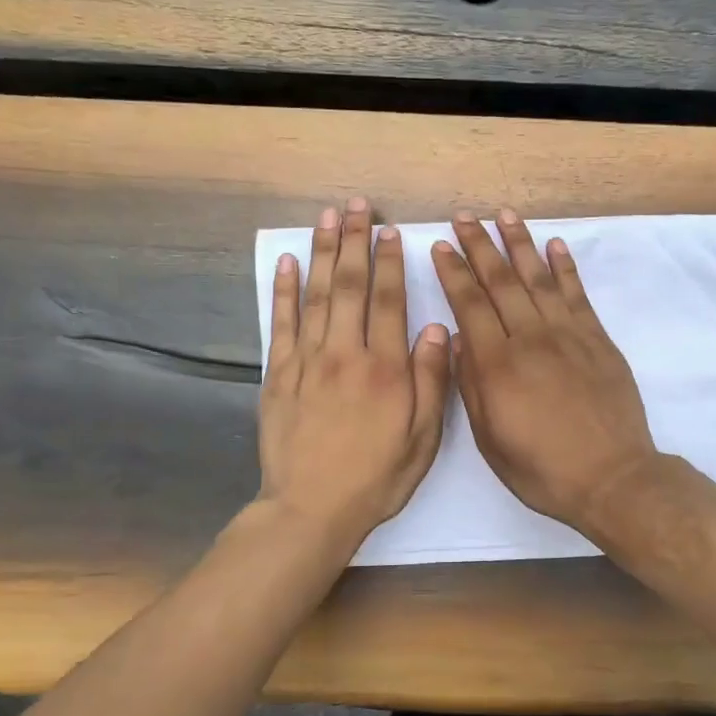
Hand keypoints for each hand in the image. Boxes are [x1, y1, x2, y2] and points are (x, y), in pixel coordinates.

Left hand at [259, 199, 450, 552]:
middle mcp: (344, 355)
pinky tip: (288, 263)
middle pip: (348, 286)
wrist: (310, 509)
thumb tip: (437, 329)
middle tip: (356, 206)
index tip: (390, 232)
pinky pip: (280, 324)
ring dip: (321, 253)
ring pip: (315, 296)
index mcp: (385, 370)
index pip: (388, 301)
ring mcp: (306, 362)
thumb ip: (431, 382)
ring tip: (326, 218)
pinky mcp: (277, 376)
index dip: (389, 263)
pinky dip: (283, 291)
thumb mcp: (422, 439)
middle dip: (354, 242)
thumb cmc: (375, 478)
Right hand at [431, 208, 658, 531]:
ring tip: (504, 215)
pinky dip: (565, 267)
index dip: (454, 272)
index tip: (441, 245)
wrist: (611, 478)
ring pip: (538, 278)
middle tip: (465, 217)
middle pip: (501, 282)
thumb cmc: (542, 468)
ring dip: (520, 244)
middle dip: (480, 246)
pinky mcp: (597, 339)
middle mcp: (530, 339)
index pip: (470, 304)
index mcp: (498, 365)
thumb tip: (459, 339)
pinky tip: (555, 246)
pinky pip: (577, 294)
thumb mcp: (490, 439)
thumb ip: (471, 386)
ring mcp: (568, 335)